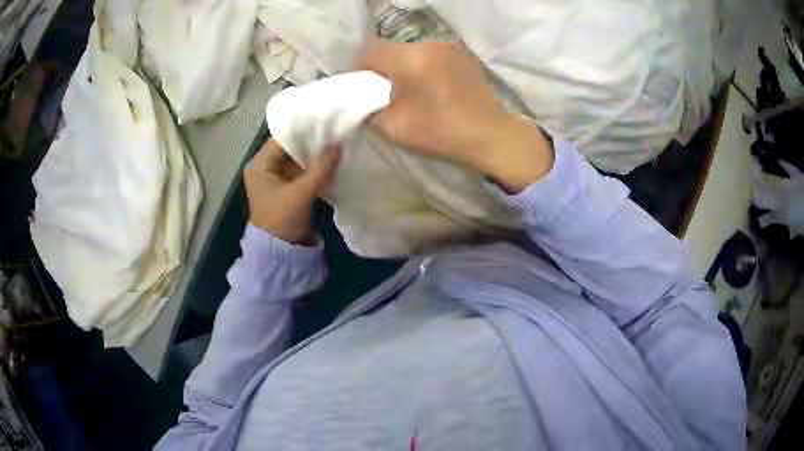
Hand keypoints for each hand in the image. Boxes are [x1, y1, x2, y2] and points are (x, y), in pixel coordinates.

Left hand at [244, 139, 340, 244]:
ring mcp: (275, 179)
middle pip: (290, 148)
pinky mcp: (285, 189)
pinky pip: (300, 172)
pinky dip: (313, 168)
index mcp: (259, 165)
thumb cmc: (282, 219)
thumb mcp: (301, 193)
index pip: (282, 139)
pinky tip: (330, 162)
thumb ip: (321, 168)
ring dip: (313, 156)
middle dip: (311, 143)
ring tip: (336, 145)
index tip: (325, 124)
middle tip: (334, 133)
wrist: (279, 253)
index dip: (303, 131)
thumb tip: (339, 143)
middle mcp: (264, 168)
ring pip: (296, 160)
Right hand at [357, 42, 553, 192]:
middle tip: (382, 92)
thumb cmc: (444, 132)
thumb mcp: (396, 127)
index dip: (359, 69)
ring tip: (407, 90)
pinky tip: (428, 86)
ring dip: (402, 66)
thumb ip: (369, 110)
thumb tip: (361, 100)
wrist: (493, 135)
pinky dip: (420, 66)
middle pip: (390, 49)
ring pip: (410, 50)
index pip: (370, 51)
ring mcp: (448, 46)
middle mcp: (430, 44)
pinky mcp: (461, 54)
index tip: (361, 89)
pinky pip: (429, 54)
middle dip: (381, 68)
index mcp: (412, 58)